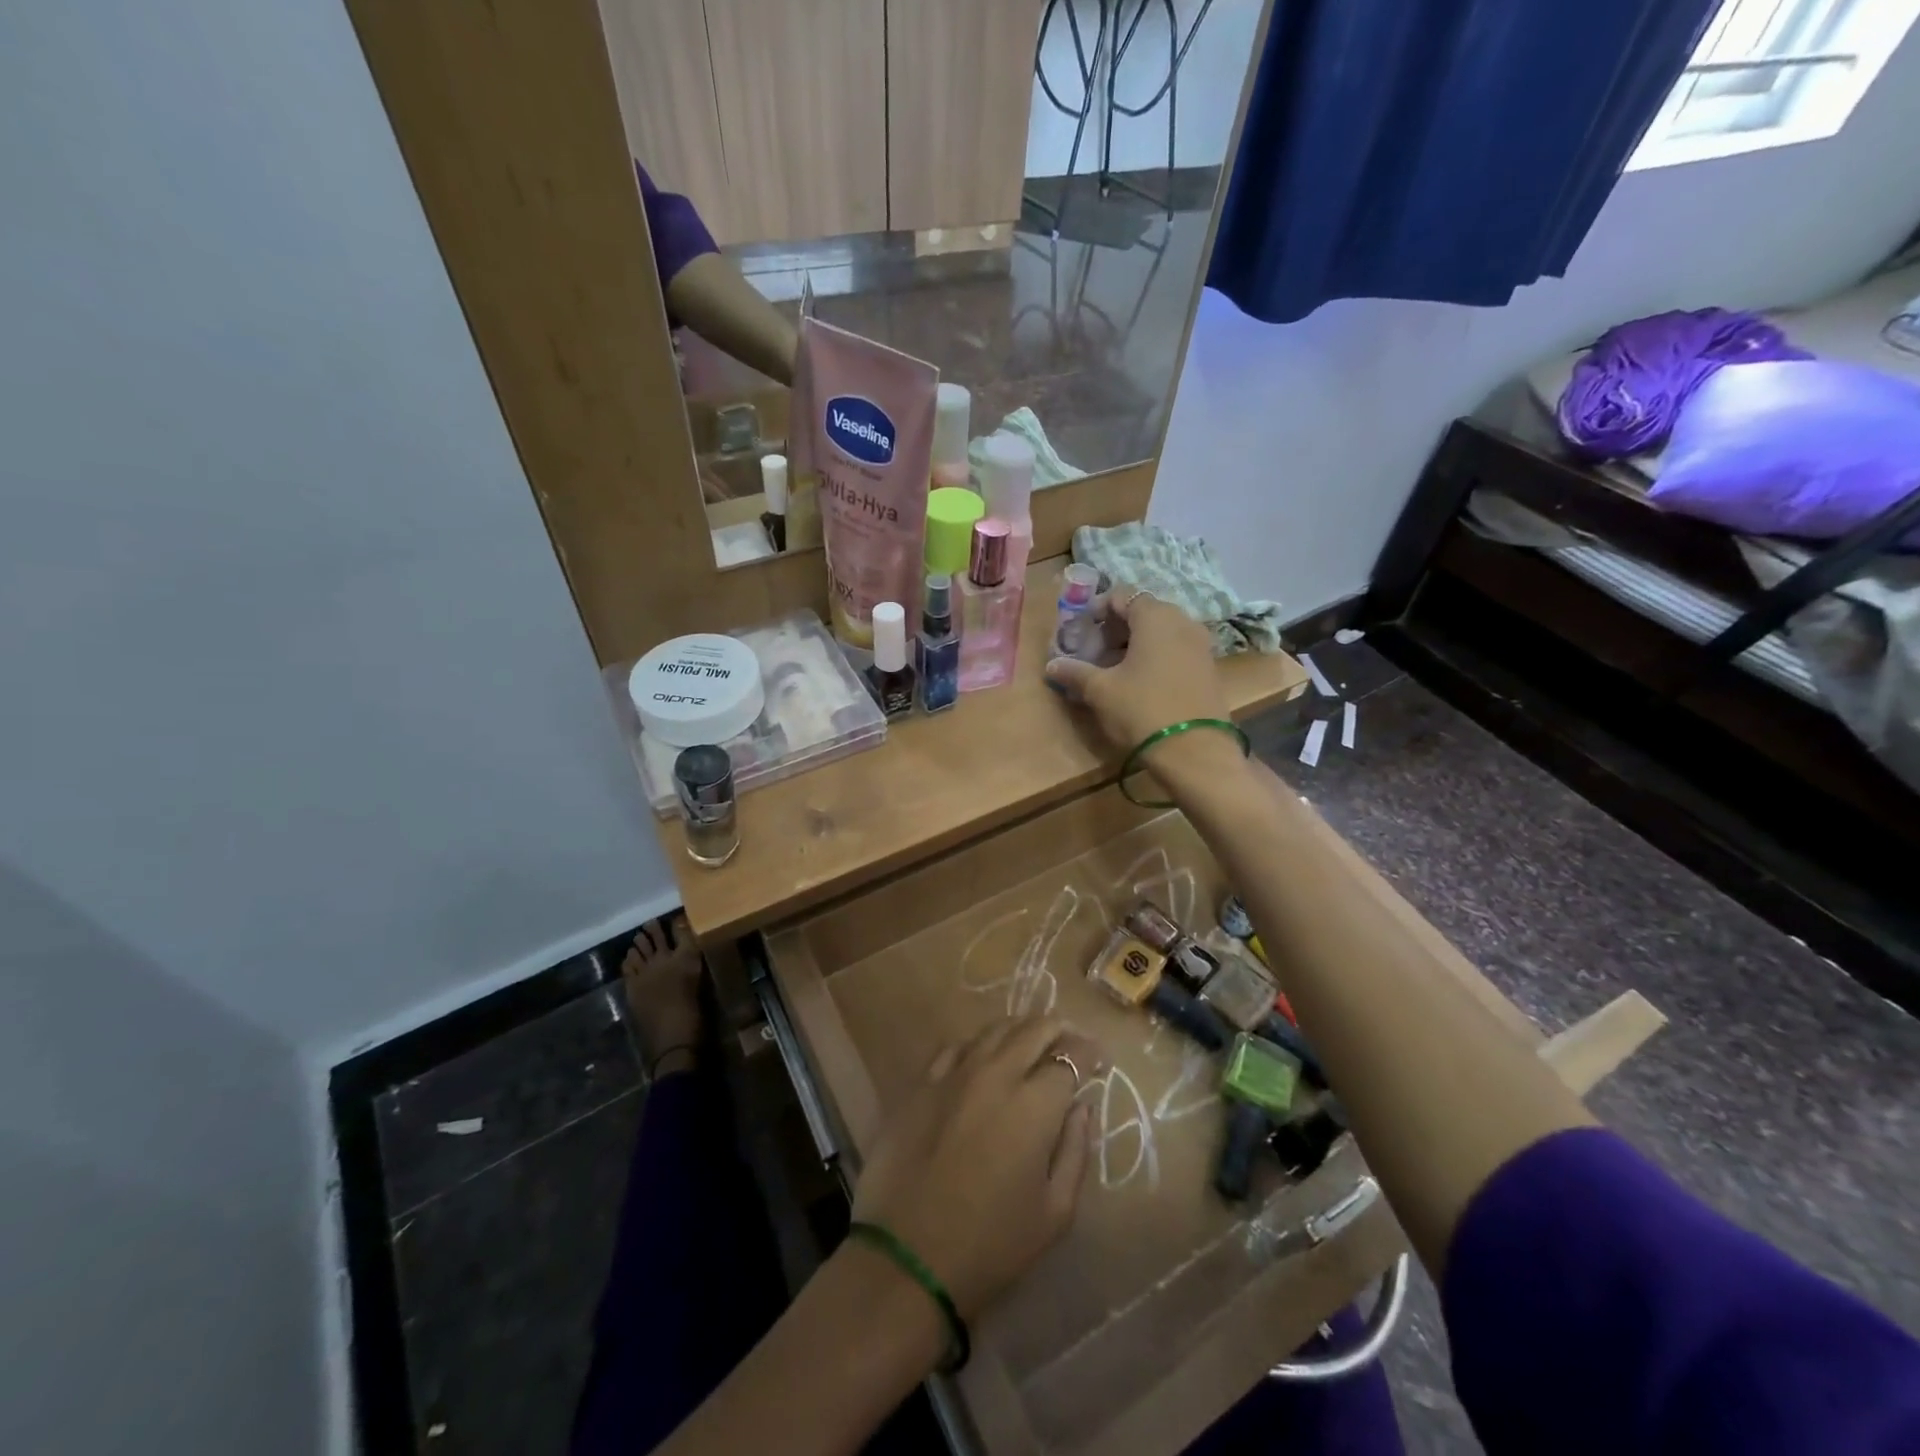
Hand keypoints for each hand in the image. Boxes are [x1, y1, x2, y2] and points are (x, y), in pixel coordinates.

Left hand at [850, 1017, 1100, 1320]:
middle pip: (1033, 1030)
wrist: (907, 1259)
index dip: (1089, 1054)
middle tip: (1069, 1039)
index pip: (1070, 1058)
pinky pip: (955, 1047)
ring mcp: (954, 1074)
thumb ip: (1076, 1151)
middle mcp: (996, 1074)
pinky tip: (981, 1058)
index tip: (1098, 1060)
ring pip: (994, 1029)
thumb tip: (1082, 1107)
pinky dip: (977, 1044)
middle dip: (1058, 1028)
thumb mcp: (1055, 1213)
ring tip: (1030, 1041)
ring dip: (1019, 1029)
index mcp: (1034, 1105)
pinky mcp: (921, 1083)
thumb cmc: (991, 1245)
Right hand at [1045, 591, 1230, 751]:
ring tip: (1113, 670)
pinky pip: (1175, 650)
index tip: (1080, 631)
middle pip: (1143, 612)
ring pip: (1161, 632)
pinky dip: (1155, 657)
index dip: (1096, 609)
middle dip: (1115, 628)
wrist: (1195, 752)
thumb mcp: (1101, 691)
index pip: (1122, 595)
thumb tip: (1053, 665)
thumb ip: (1075, 672)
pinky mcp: (1208, 668)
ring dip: (1135, 644)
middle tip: (1094, 652)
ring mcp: (1200, 645)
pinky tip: (1139, 683)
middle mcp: (1182, 622)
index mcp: (1155, 617)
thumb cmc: (1142, 710)